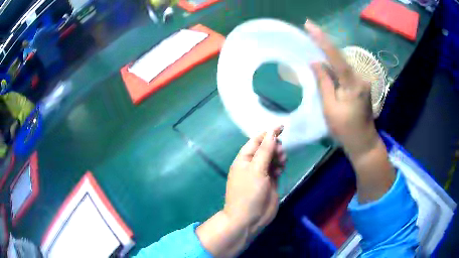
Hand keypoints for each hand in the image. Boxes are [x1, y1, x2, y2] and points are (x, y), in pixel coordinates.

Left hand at [224, 126, 284, 230]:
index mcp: (244, 159)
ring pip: (272, 157)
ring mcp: (261, 173)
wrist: (249, 218)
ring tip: (281, 162)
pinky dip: (279, 165)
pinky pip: (276, 168)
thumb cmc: (249, 193)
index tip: (282, 127)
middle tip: (280, 153)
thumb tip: (271, 133)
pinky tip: (281, 169)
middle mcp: (252, 164)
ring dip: (278, 156)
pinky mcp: (270, 181)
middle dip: (274, 146)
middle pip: (266, 148)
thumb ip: (265, 151)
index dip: (268, 133)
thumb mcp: (256, 169)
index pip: (256, 140)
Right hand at [304, 21, 378, 157]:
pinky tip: (327, 67)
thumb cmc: (345, 129)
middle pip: (340, 58)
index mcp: (353, 84)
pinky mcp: (362, 86)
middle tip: (309, 33)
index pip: (336, 57)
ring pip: (343, 65)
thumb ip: (324, 83)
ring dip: (329, 57)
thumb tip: (315, 63)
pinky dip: (336, 68)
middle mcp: (360, 78)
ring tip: (315, 49)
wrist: (364, 143)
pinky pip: (346, 73)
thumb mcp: (330, 107)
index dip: (322, 40)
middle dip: (325, 46)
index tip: (309, 25)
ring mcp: (363, 82)